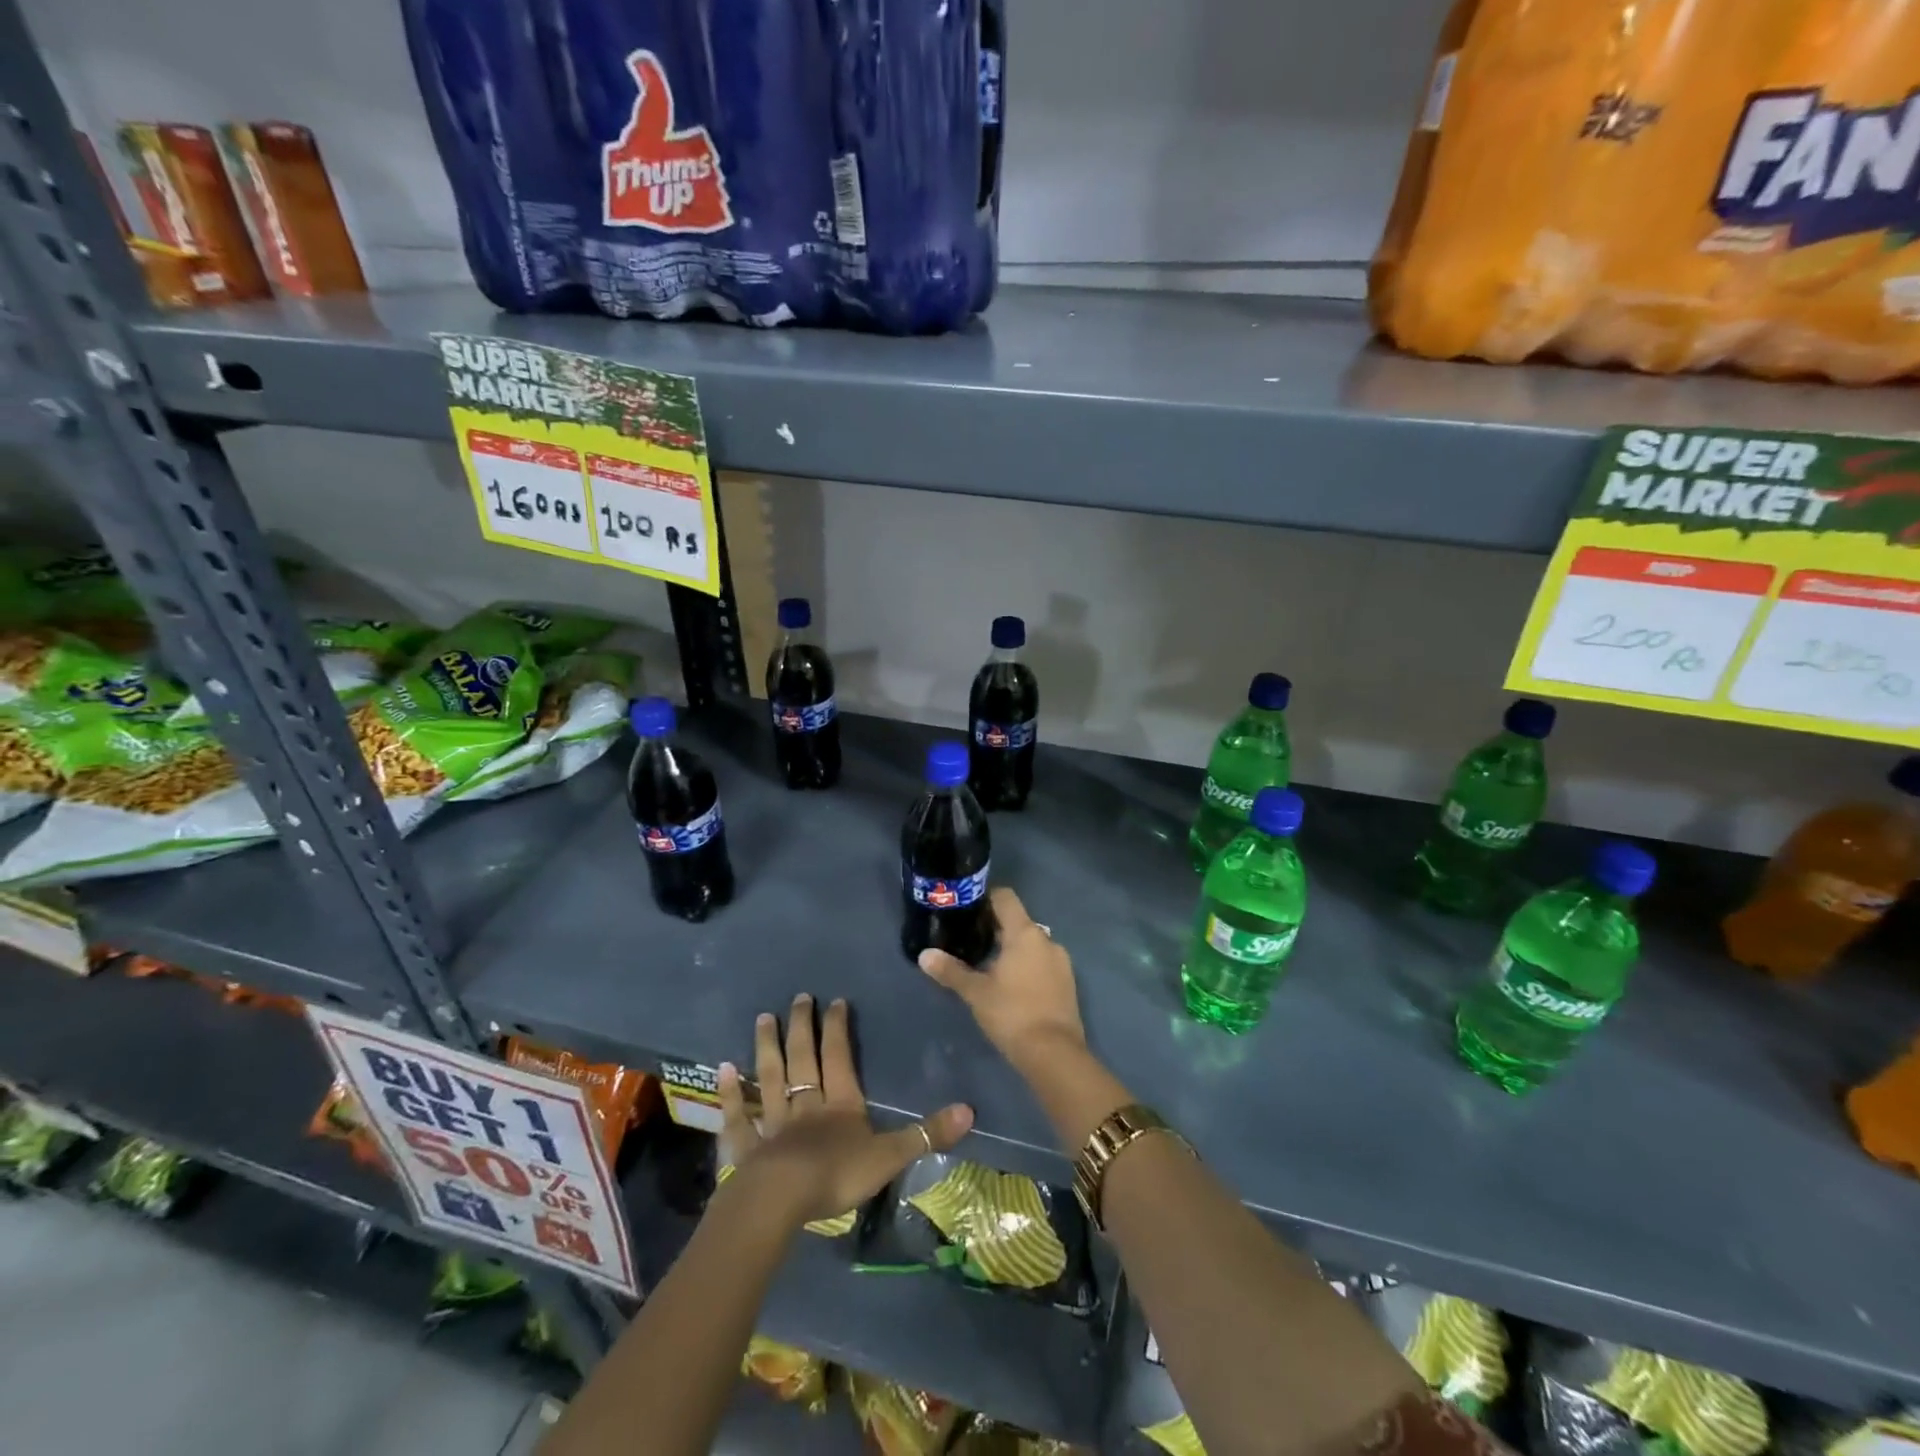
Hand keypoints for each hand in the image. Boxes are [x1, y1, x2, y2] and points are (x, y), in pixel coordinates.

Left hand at [717, 993, 971, 1228]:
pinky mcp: (745, 1147)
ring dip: (767, 1048)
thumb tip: (970, 1110)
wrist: (780, 1202)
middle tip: (798, 997)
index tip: (834, 1000)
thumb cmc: (836, 1175)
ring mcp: (773, 1124)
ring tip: (763, 1018)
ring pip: (770, 1078)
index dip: (837, 1028)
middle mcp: (806, 1104)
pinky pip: (739, 1116)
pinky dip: (732, 1093)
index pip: (839, 1057)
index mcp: (840, 1104)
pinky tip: (723, 1070)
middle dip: (802, 1027)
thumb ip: (926, 1134)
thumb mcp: (889, 1156)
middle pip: (803, 1059)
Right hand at [919, 887, 1085, 1070]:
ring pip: (1031, 943)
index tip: (967, 910)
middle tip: (970, 941)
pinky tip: (1011, 985)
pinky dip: (1027, 965)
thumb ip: (950, 971)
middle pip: (1018, 920)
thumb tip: (924, 955)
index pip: (1005, 897)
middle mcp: (1046, 939)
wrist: (1054, 1053)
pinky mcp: (1067, 981)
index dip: (986, 898)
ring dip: (1012, 948)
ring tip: (988, 965)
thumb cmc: (1012, 1014)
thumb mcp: (976, 993)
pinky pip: (1043, 961)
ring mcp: (1061, 960)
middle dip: (995, 928)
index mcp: (1025, 933)